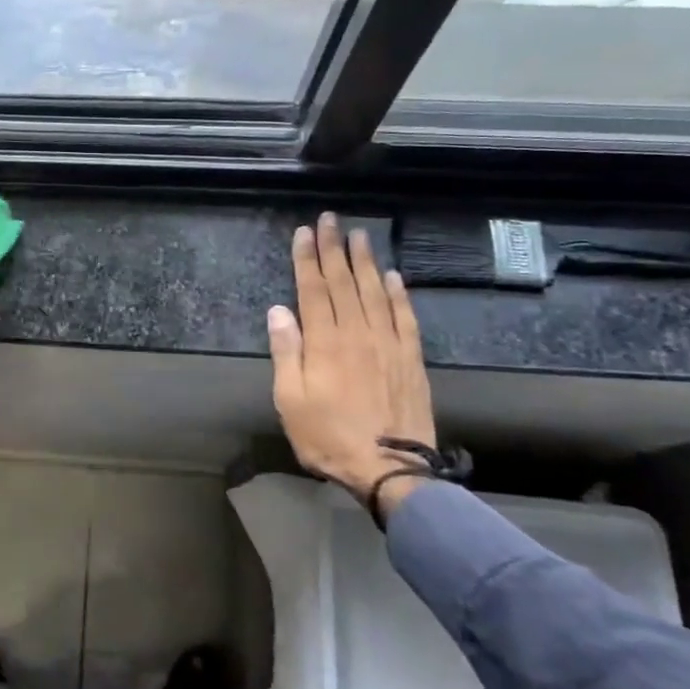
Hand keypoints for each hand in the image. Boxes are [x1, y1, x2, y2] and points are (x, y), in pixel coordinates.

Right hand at [267, 213, 436, 516]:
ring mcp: (388, 343)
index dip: (307, 258)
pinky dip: (399, 293)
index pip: (313, 289)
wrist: (390, 468)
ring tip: (361, 235)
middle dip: (335, 248)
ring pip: (376, 291)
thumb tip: (278, 311)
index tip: (305, 232)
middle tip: (331, 219)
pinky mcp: (410, 358)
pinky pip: (405, 317)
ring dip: (366, 261)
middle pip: (344, 282)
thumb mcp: (290, 400)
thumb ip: (286, 352)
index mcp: (324, 341)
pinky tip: (394, 276)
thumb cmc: (328, 436)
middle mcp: (357, 332)